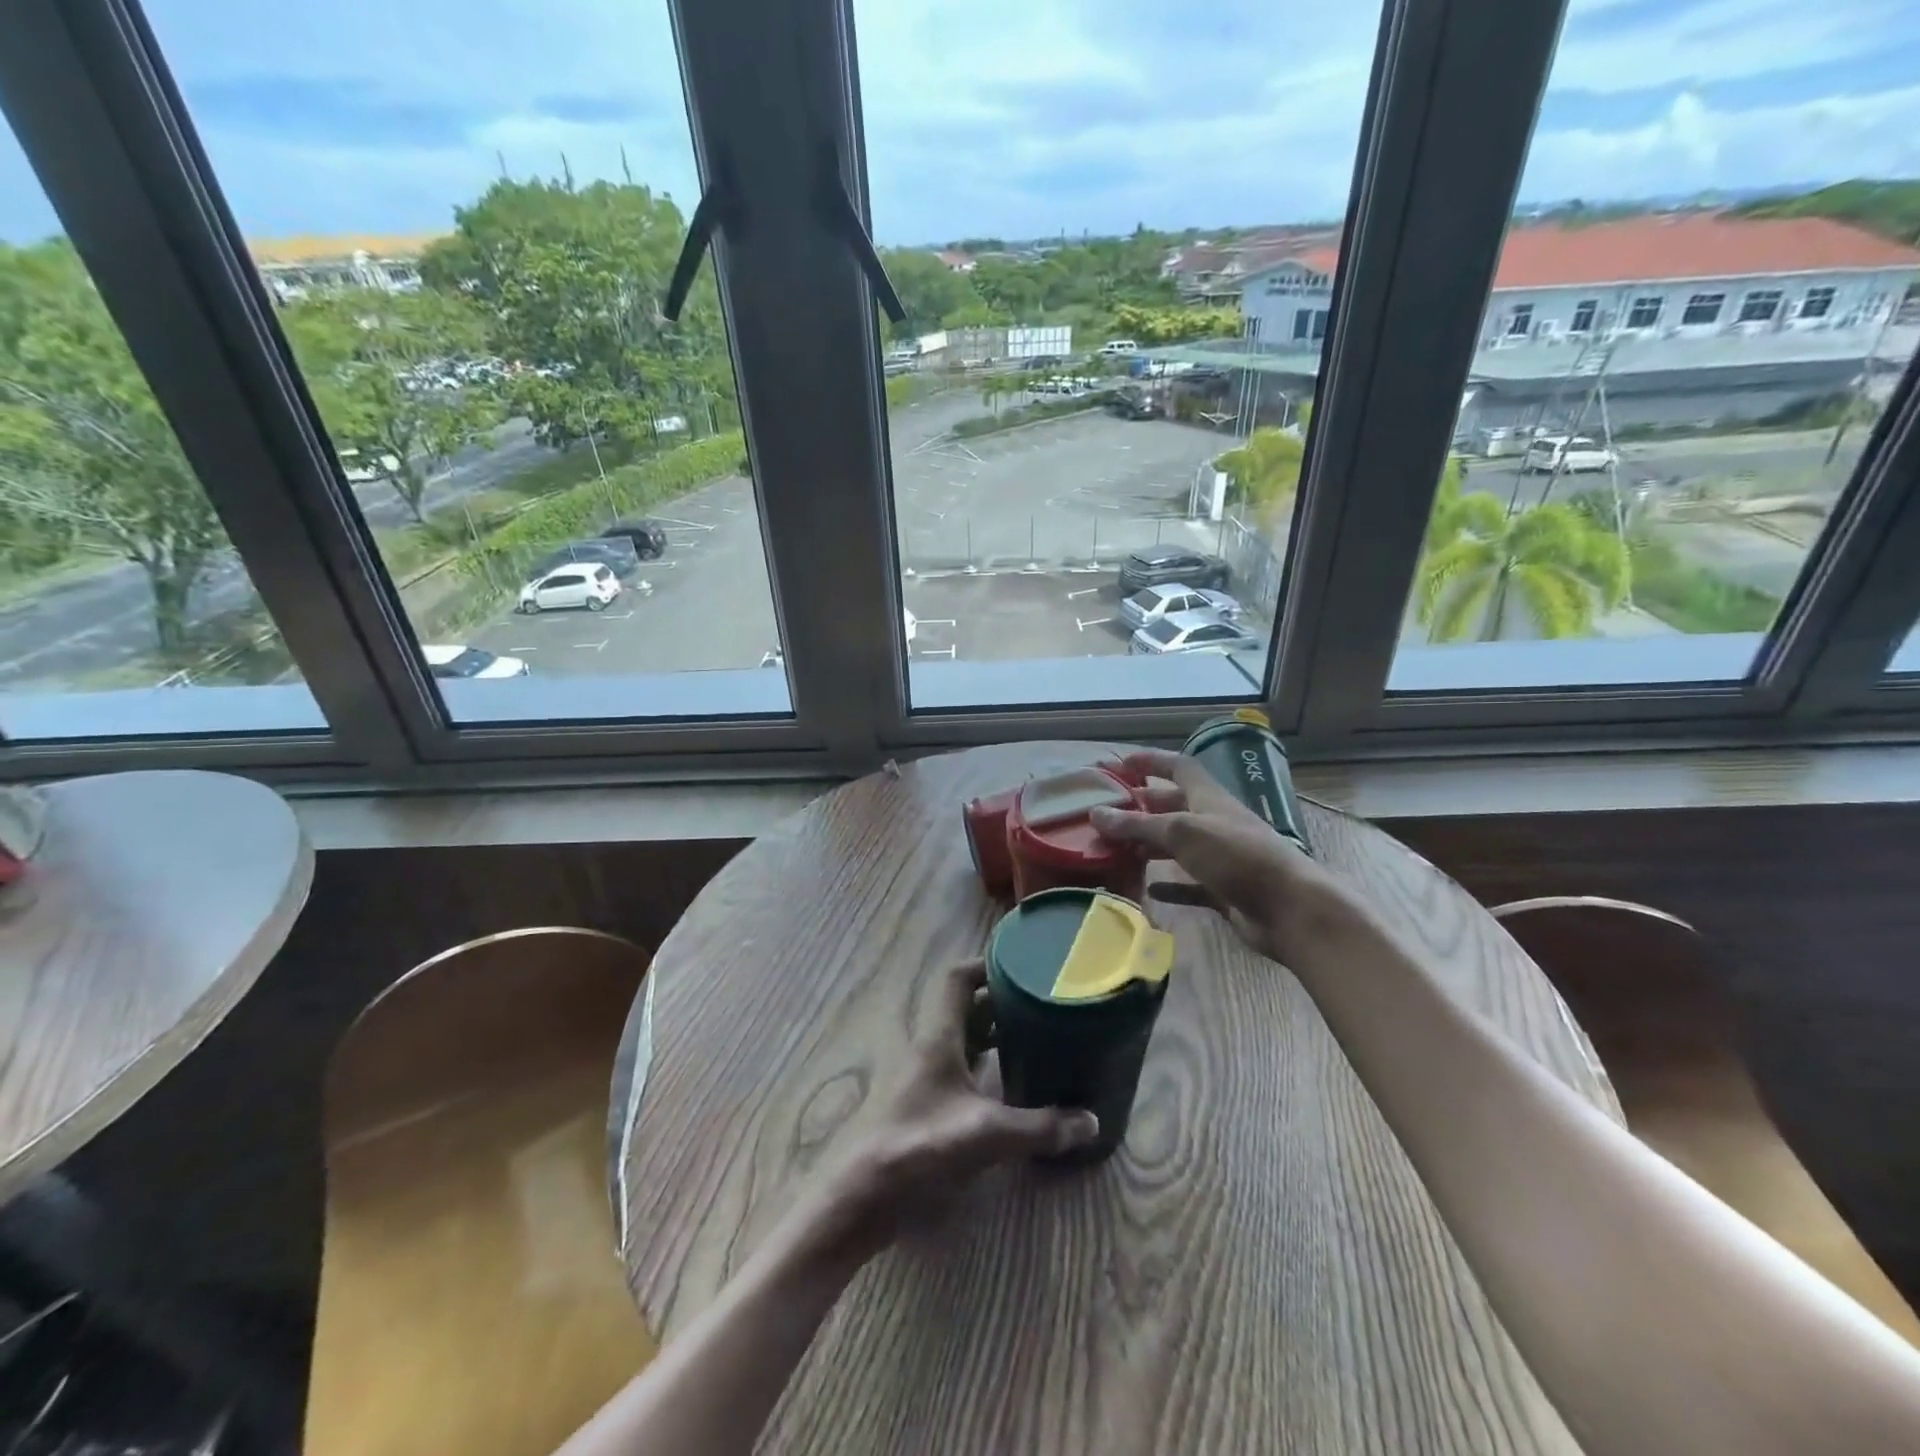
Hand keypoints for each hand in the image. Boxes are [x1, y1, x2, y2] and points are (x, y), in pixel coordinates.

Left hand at [828, 960, 1098, 1256]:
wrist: (860, 1195)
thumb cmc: (919, 1147)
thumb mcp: (986, 1135)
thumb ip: (1039, 1127)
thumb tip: (1091, 1121)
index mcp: (938, 1036)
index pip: (957, 979)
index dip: (987, 965)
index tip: (1024, 967)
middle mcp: (927, 1046)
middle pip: (963, 1007)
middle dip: (999, 1001)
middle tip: (1039, 1005)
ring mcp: (920, 1074)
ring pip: (959, 1037)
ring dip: (990, 1033)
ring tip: (1031, 1038)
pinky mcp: (919, 1102)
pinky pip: (955, 1066)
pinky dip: (980, 1064)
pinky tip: (1006, 1084)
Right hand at [1091, 747, 1348, 964]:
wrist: (1289, 908)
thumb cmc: (1236, 856)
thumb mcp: (1182, 832)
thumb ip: (1138, 824)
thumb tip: (1095, 813)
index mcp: (1208, 797)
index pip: (1178, 766)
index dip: (1151, 760)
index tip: (1120, 764)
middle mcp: (1214, 822)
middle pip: (1172, 807)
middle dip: (1140, 808)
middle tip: (1104, 816)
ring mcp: (1220, 857)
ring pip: (1177, 846)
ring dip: (1148, 846)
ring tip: (1114, 852)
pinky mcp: (1223, 889)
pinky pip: (1189, 883)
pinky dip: (1169, 884)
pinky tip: (1147, 889)